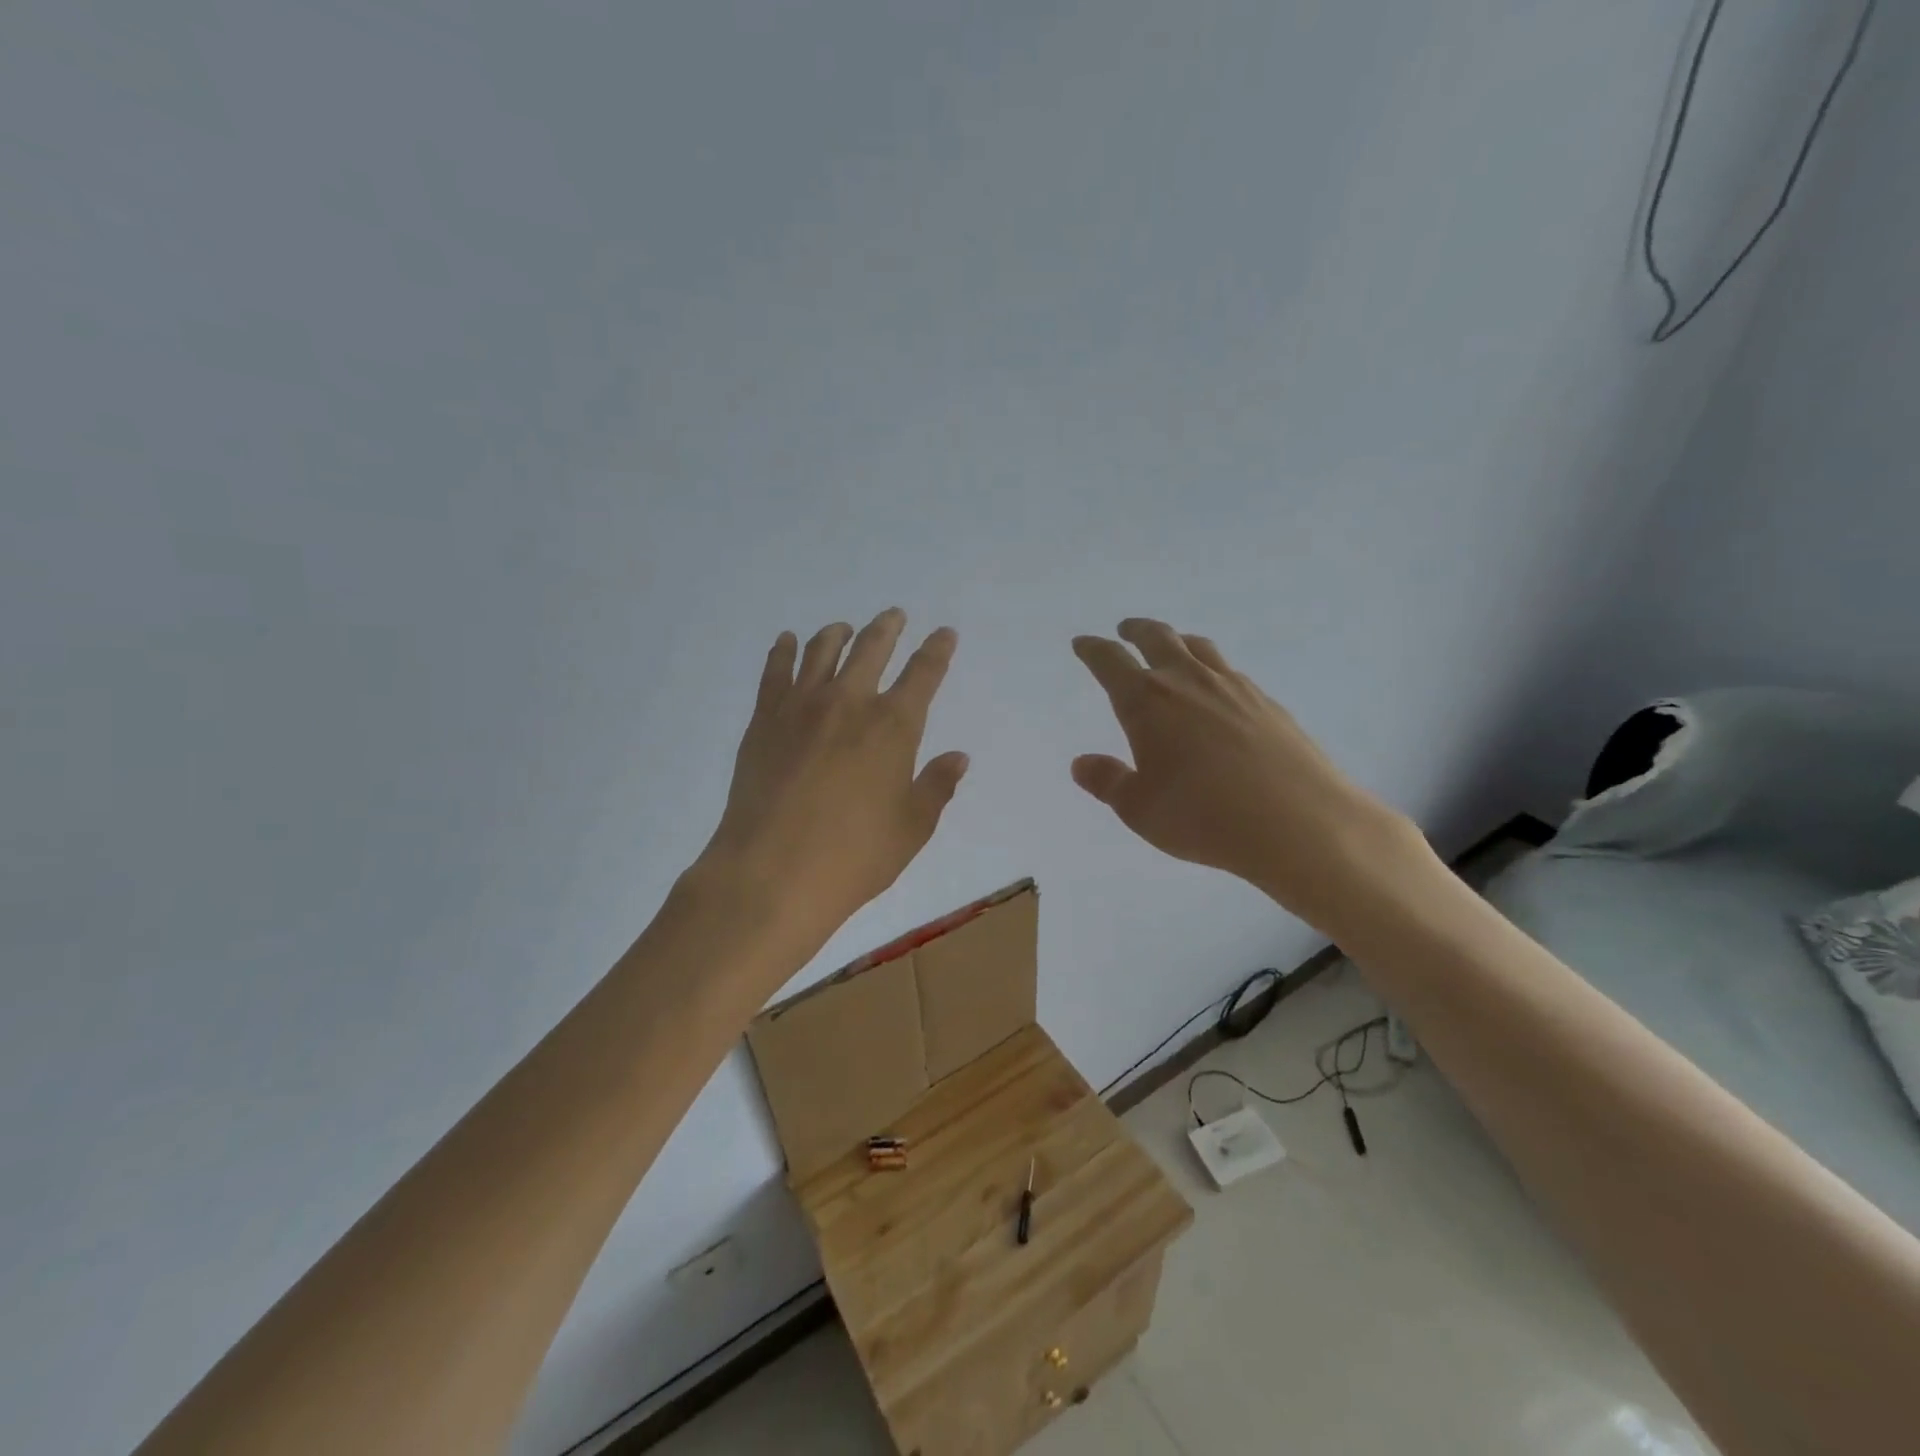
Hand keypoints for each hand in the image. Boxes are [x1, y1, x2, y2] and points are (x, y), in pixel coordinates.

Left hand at [695, 609, 969, 957]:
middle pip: (872, 648)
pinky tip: (789, 642)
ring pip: (823, 650)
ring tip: (844, 628)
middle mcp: (849, 702)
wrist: (772, 873)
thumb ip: (936, 787)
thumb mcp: (912, 829)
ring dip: (839, 633)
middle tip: (894, 616)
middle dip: (887, 627)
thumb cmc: (854, 857)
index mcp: (893, 726)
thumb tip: (958, 756)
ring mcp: (801, 706)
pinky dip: (785, 650)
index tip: (944, 633)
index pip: (923, 673)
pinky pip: (776, 670)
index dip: (937, 649)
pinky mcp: (764, 719)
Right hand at [1071, 619, 1421, 935]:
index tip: (1083, 643)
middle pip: (1158, 638)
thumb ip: (1108, 781)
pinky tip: (1218, 689)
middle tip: (1125, 630)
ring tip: (1173, 646)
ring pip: (1199, 648)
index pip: (1110, 662)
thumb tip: (1081, 763)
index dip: (1093, 650)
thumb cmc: (1202, 816)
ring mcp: (1233, 687)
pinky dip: (1213, 669)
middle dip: (1136, 630)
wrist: (1298, 823)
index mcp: (1147, 701)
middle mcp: (1188, 681)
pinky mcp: (1267, 703)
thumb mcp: (1139, 809)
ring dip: (1178, 641)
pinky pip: (1231, 671)